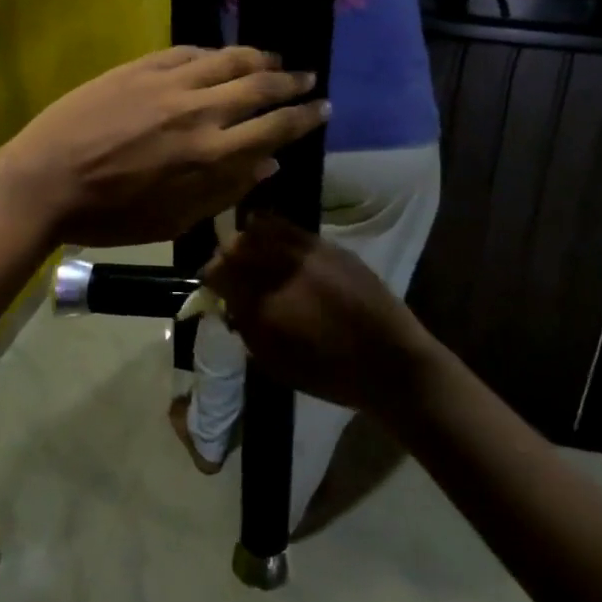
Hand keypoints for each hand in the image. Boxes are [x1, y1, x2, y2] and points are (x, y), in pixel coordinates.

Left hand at [0, 48, 327, 247]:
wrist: (44, 181)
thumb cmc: (111, 215)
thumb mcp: (175, 220)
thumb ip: (226, 190)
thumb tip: (269, 164)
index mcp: (212, 155)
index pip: (275, 128)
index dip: (304, 117)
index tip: (322, 108)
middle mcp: (200, 111)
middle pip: (260, 87)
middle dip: (291, 82)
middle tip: (308, 79)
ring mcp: (169, 83)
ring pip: (228, 59)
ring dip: (259, 59)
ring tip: (274, 61)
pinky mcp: (140, 67)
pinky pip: (188, 52)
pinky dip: (212, 54)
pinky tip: (220, 56)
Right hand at [203, 214, 438, 410]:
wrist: (391, 362)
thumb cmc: (329, 374)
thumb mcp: (274, 361)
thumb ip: (246, 326)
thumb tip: (230, 303)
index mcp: (266, 304)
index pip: (219, 272)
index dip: (211, 278)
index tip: (215, 288)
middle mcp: (284, 269)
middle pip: (237, 244)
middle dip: (227, 256)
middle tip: (232, 271)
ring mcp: (310, 252)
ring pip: (263, 227)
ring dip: (251, 239)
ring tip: (254, 255)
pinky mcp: (331, 246)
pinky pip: (292, 229)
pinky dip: (277, 234)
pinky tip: (279, 248)